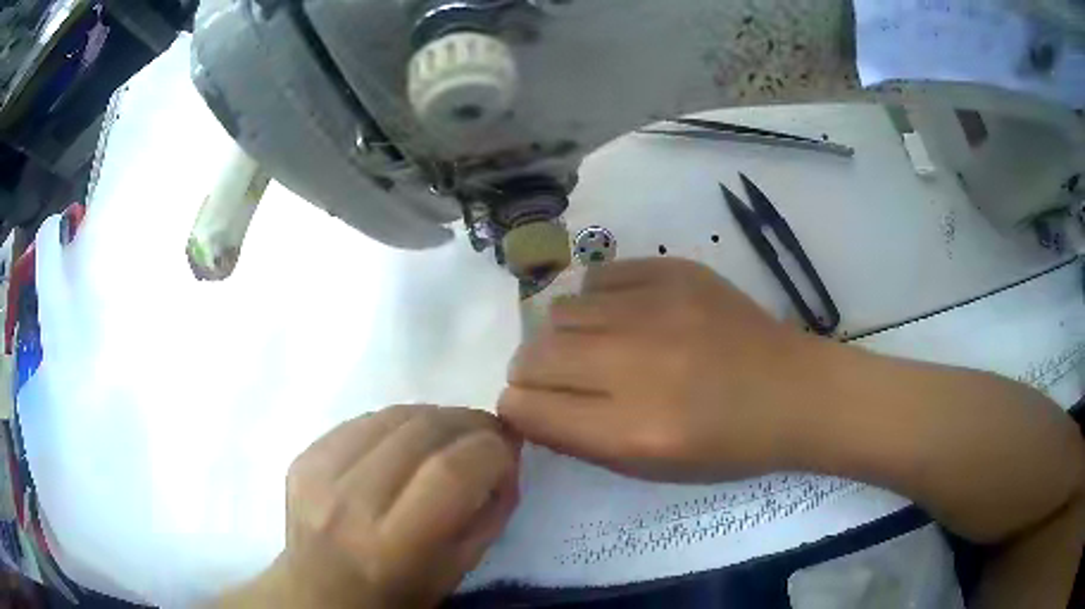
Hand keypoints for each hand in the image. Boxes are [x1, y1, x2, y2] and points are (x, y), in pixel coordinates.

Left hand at [221, 405, 519, 608]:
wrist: (320, 593)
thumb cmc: (398, 594)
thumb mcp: (459, 569)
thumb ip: (490, 511)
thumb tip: (505, 454)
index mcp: (393, 546)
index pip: (452, 472)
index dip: (493, 451)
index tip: (508, 452)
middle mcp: (350, 503)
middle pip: (422, 430)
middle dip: (469, 423)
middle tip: (487, 434)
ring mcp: (318, 473)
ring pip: (392, 415)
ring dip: (434, 417)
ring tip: (449, 435)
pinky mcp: (303, 456)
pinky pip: (363, 420)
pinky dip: (397, 423)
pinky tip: (405, 443)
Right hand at [500, 258, 818, 481]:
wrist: (793, 391)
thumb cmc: (727, 446)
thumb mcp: (650, 468)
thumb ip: (580, 440)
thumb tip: (528, 407)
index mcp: (632, 431)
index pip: (527, 408)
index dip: (518, 409)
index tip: (530, 407)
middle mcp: (636, 365)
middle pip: (532, 355)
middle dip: (530, 373)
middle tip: (558, 379)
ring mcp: (657, 309)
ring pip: (558, 312)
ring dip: (563, 336)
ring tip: (595, 346)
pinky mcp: (675, 272)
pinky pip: (599, 277)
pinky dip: (599, 302)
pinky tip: (624, 317)